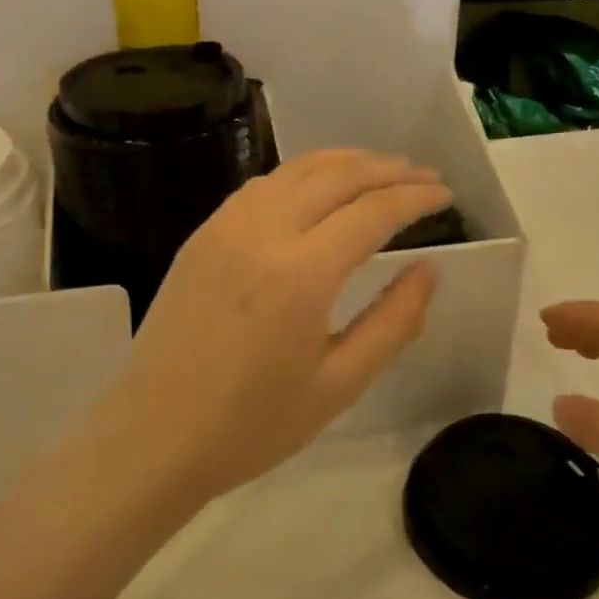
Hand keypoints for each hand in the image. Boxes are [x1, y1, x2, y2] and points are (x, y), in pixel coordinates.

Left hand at [93, 151, 449, 507]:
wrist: (154, 436)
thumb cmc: (252, 424)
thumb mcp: (339, 384)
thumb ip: (394, 321)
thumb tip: (430, 269)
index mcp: (301, 273)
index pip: (373, 211)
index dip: (415, 196)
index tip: (445, 193)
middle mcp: (263, 232)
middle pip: (337, 176)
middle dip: (387, 169)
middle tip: (423, 174)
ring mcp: (226, 225)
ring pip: (297, 169)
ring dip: (345, 162)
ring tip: (380, 168)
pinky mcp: (204, 232)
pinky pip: (263, 184)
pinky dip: (303, 173)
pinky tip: (318, 186)